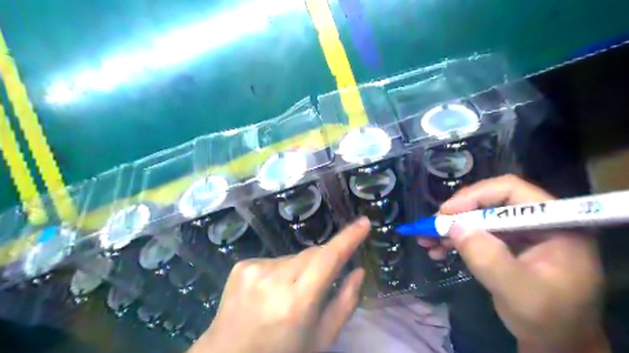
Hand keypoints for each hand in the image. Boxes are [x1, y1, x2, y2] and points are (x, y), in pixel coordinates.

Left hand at [189, 218, 369, 352]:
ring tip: (288, 295)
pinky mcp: (242, 265)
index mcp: (297, 303)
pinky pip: (274, 260)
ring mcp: (255, 269)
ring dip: (299, 270)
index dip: (348, 238)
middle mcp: (274, 280)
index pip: (328, 259)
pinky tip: (270, 292)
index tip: (363, 222)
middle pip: (312, 254)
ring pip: (294, 257)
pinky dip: (280, 272)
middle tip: (318, 285)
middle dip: (323, 262)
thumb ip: (345, 303)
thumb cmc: (282, 352)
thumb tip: (359, 271)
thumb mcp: (321, 338)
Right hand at [419, 175, 606, 351]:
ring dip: (450, 228)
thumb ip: (489, 258)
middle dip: (456, 215)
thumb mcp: (519, 292)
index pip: (511, 191)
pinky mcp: (505, 243)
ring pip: (477, 217)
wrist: (557, 343)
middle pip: (488, 202)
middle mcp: (536, 221)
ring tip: (426, 240)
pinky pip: (475, 232)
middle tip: (430, 227)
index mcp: (554, 224)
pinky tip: (437, 250)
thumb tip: (454, 226)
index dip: (475, 196)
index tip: (446, 213)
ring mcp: (519, 232)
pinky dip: (454, 239)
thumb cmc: (549, 320)